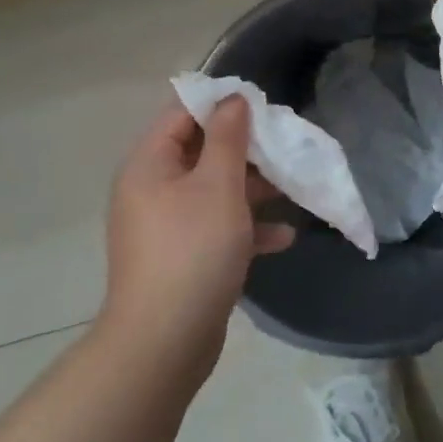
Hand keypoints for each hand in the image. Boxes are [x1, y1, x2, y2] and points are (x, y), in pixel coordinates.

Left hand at [102, 97, 293, 377]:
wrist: (165, 341)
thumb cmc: (193, 250)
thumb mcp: (218, 186)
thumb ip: (228, 139)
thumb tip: (232, 99)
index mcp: (149, 165)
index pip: (181, 114)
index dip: (220, 104)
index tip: (261, 105)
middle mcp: (152, 190)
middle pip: (201, 152)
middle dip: (245, 149)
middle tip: (284, 146)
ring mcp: (166, 226)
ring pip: (214, 191)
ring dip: (252, 189)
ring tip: (293, 187)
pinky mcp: (182, 257)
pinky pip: (216, 228)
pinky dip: (246, 228)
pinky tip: (283, 236)